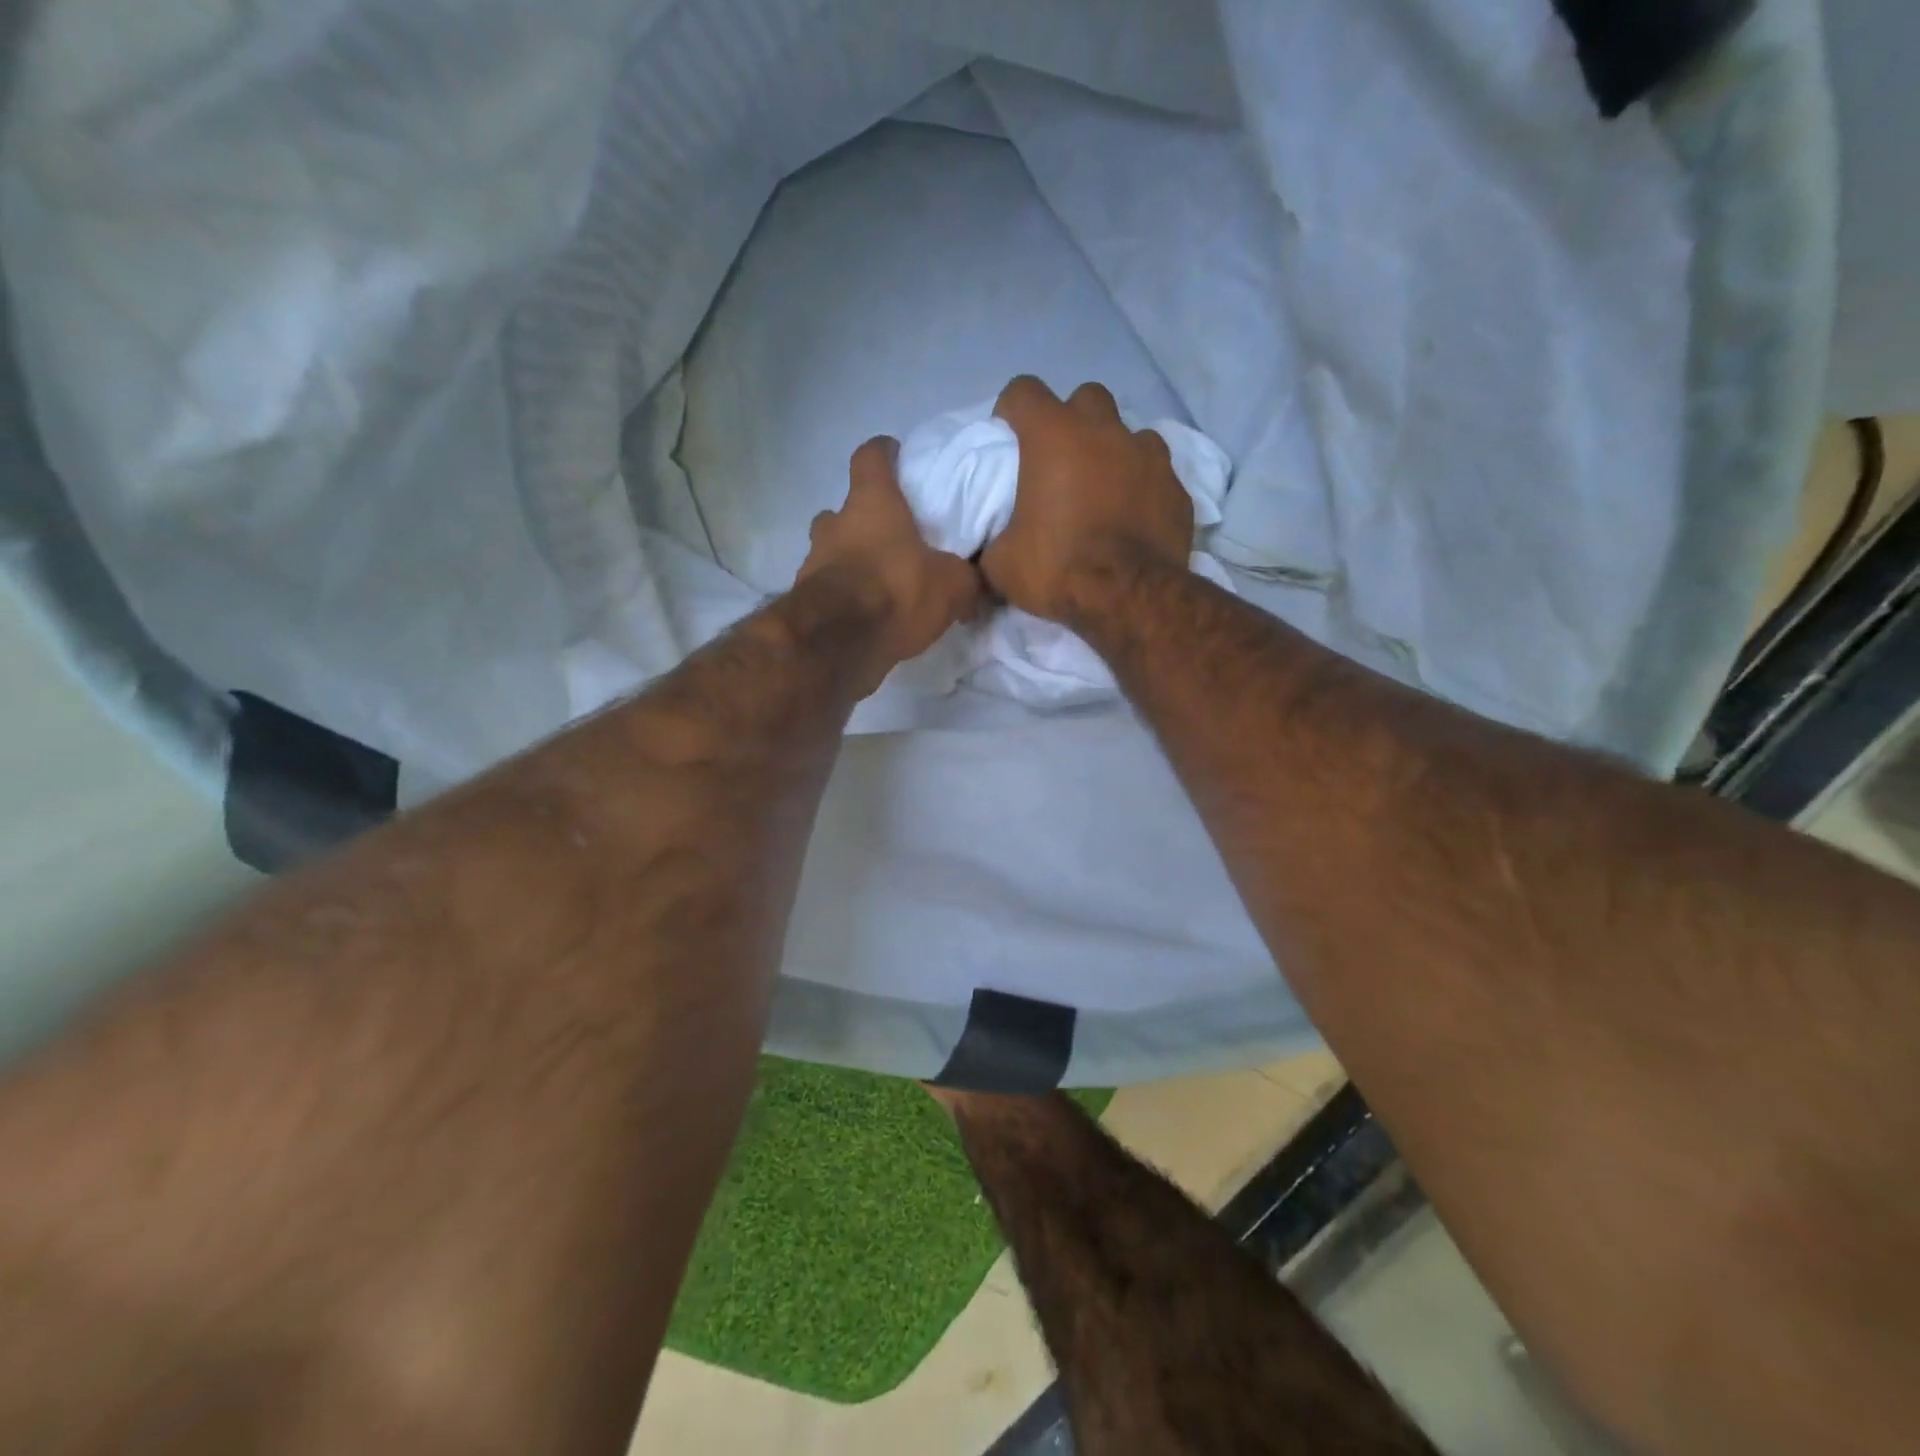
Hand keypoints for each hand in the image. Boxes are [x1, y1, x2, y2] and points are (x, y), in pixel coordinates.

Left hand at [797, 436, 983, 688]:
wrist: (839, 642)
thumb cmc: (896, 591)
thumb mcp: (952, 584)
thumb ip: (967, 577)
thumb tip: (978, 582)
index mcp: (871, 503)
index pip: (870, 456)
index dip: (884, 453)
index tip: (897, 457)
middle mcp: (835, 524)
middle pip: (844, 509)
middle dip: (865, 521)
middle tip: (892, 539)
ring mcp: (813, 561)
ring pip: (832, 550)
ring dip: (852, 561)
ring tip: (880, 583)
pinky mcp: (805, 599)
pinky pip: (828, 588)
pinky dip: (844, 596)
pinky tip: (867, 615)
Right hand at [982, 377, 1194, 623]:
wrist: (1128, 599)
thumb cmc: (1057, 569)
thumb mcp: (1001, 565)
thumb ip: (990, 544)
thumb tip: (984, 553)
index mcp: (1053, 436)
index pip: (1024, 391)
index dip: (1012, 410)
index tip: (1008, 439)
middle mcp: (1104, 431)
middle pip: (1085, 398)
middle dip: (1071, 420)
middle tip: (1060, 461)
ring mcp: (1149, 456)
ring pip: (1129, 432)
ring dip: (1113, 451)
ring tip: (1103, 488)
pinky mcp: (1178, 488)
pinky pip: (1157, 474)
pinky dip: (1143, 487)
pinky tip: (1134, 516)